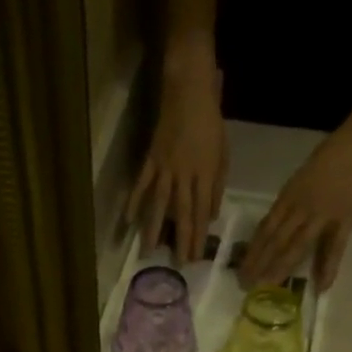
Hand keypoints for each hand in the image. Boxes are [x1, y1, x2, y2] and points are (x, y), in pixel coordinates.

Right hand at [128, 57, 227, 264]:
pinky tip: (128, 219)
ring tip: (149, 251)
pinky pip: (142, 182)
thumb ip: (217, 185)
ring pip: (160, 203)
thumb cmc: (210, 120)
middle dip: (181, 239)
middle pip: (182, 212)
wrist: (189, 88)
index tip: (196, 257)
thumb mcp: (223, 152)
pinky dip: (134, 200)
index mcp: (205, 173)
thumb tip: (211, 215)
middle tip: (178, 263)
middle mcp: (185, 174)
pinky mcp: (151, 157)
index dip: (199, 236)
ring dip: (154, 229)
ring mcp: (165, 166)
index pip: (202, 211)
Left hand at [238, 125, 351, 290]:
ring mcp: (321, 215)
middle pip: (275, 240)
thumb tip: (274, 227)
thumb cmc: (328, 159)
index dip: (253, 250)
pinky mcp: (344, 220)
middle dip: (260, 263)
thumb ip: (289, 204)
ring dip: (281, 267)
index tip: (241, 268)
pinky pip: (334, 248)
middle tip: (246, 284)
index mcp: (288, 197)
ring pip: (297, 245)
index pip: (265, 228)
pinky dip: (328, 268)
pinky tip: (321, 286)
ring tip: (269, 286)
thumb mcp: (300, 180)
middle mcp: (300, 208)